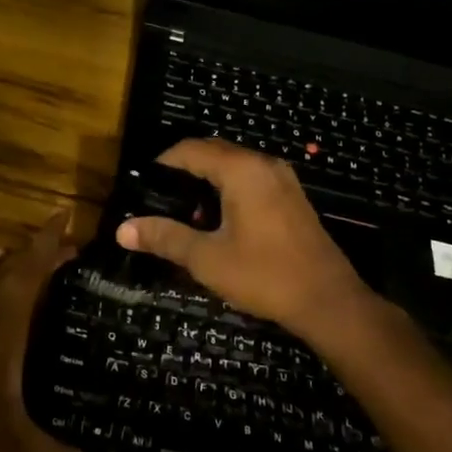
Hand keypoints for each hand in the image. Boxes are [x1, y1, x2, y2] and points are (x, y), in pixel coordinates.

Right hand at [117, 140, 381, 345]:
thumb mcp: (207, 259)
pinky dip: (228, 191)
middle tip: (158, 201)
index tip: (141, 186)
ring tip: (185, 216)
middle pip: (212, 153)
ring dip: (206, 183)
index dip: (162, 163)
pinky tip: (218, 224)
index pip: (190, 149)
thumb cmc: (265, 275)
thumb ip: (165, 238)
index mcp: (241, 170)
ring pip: (233, 167)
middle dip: (183, 172)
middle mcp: (263, 164)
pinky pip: (251, 180)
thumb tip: (122, 230)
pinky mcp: (292, 197)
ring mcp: (282, 179)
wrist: (329, 302)